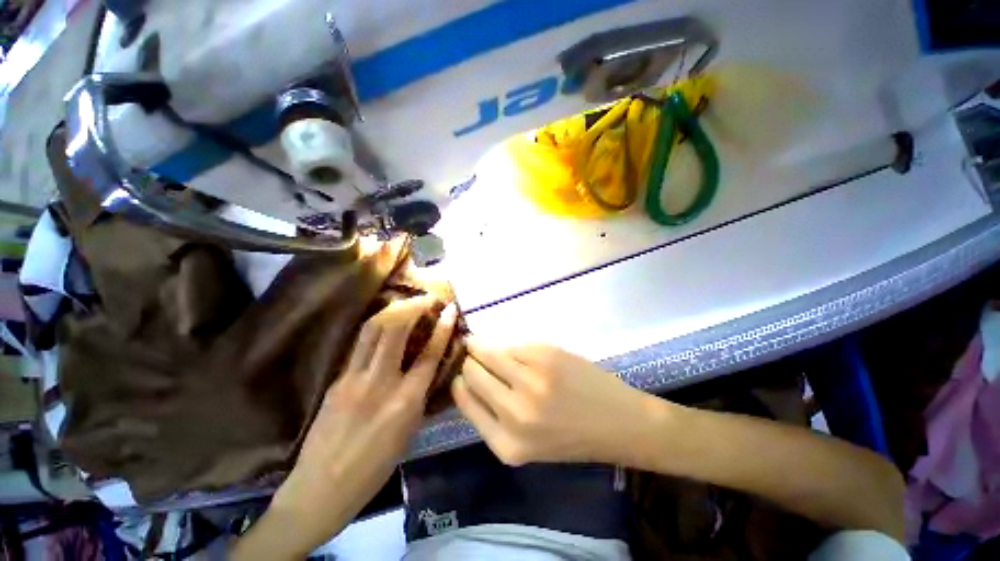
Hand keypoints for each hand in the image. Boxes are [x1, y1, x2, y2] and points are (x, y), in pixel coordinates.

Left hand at [234, 298, 457, 559]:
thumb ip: (418, 394)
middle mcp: (380, 383)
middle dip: (413, 307)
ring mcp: (353, 379)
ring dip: (392, 310)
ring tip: (405, 303)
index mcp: (405, 402)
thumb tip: (426, 367)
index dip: (442, 328)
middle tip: (425, 298)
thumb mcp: (409, 432)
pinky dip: (375, 329)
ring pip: (373, 330)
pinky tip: (383, 326)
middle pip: (396, 330)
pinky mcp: (336, 380)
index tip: (450, 309)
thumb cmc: (374, 467)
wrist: (320, 489)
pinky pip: (359, 345)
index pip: (429, 354)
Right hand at [451, 341, 663, 466]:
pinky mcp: (545, 355)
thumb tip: (466, 378)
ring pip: (489, 352)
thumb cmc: (571, 437)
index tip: (459, 371)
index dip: (458, 381)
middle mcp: (514, 413)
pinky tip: (514, 349)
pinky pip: (513, 344)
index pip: (464, 400)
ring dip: (482, 347)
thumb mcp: (525, 444)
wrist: (618, 422)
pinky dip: (509, 346)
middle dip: (469, 361)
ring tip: (482, 343)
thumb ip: (493, 416)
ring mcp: (531, 380)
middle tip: (471, 353)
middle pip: (472, 372)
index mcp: (506, 444)